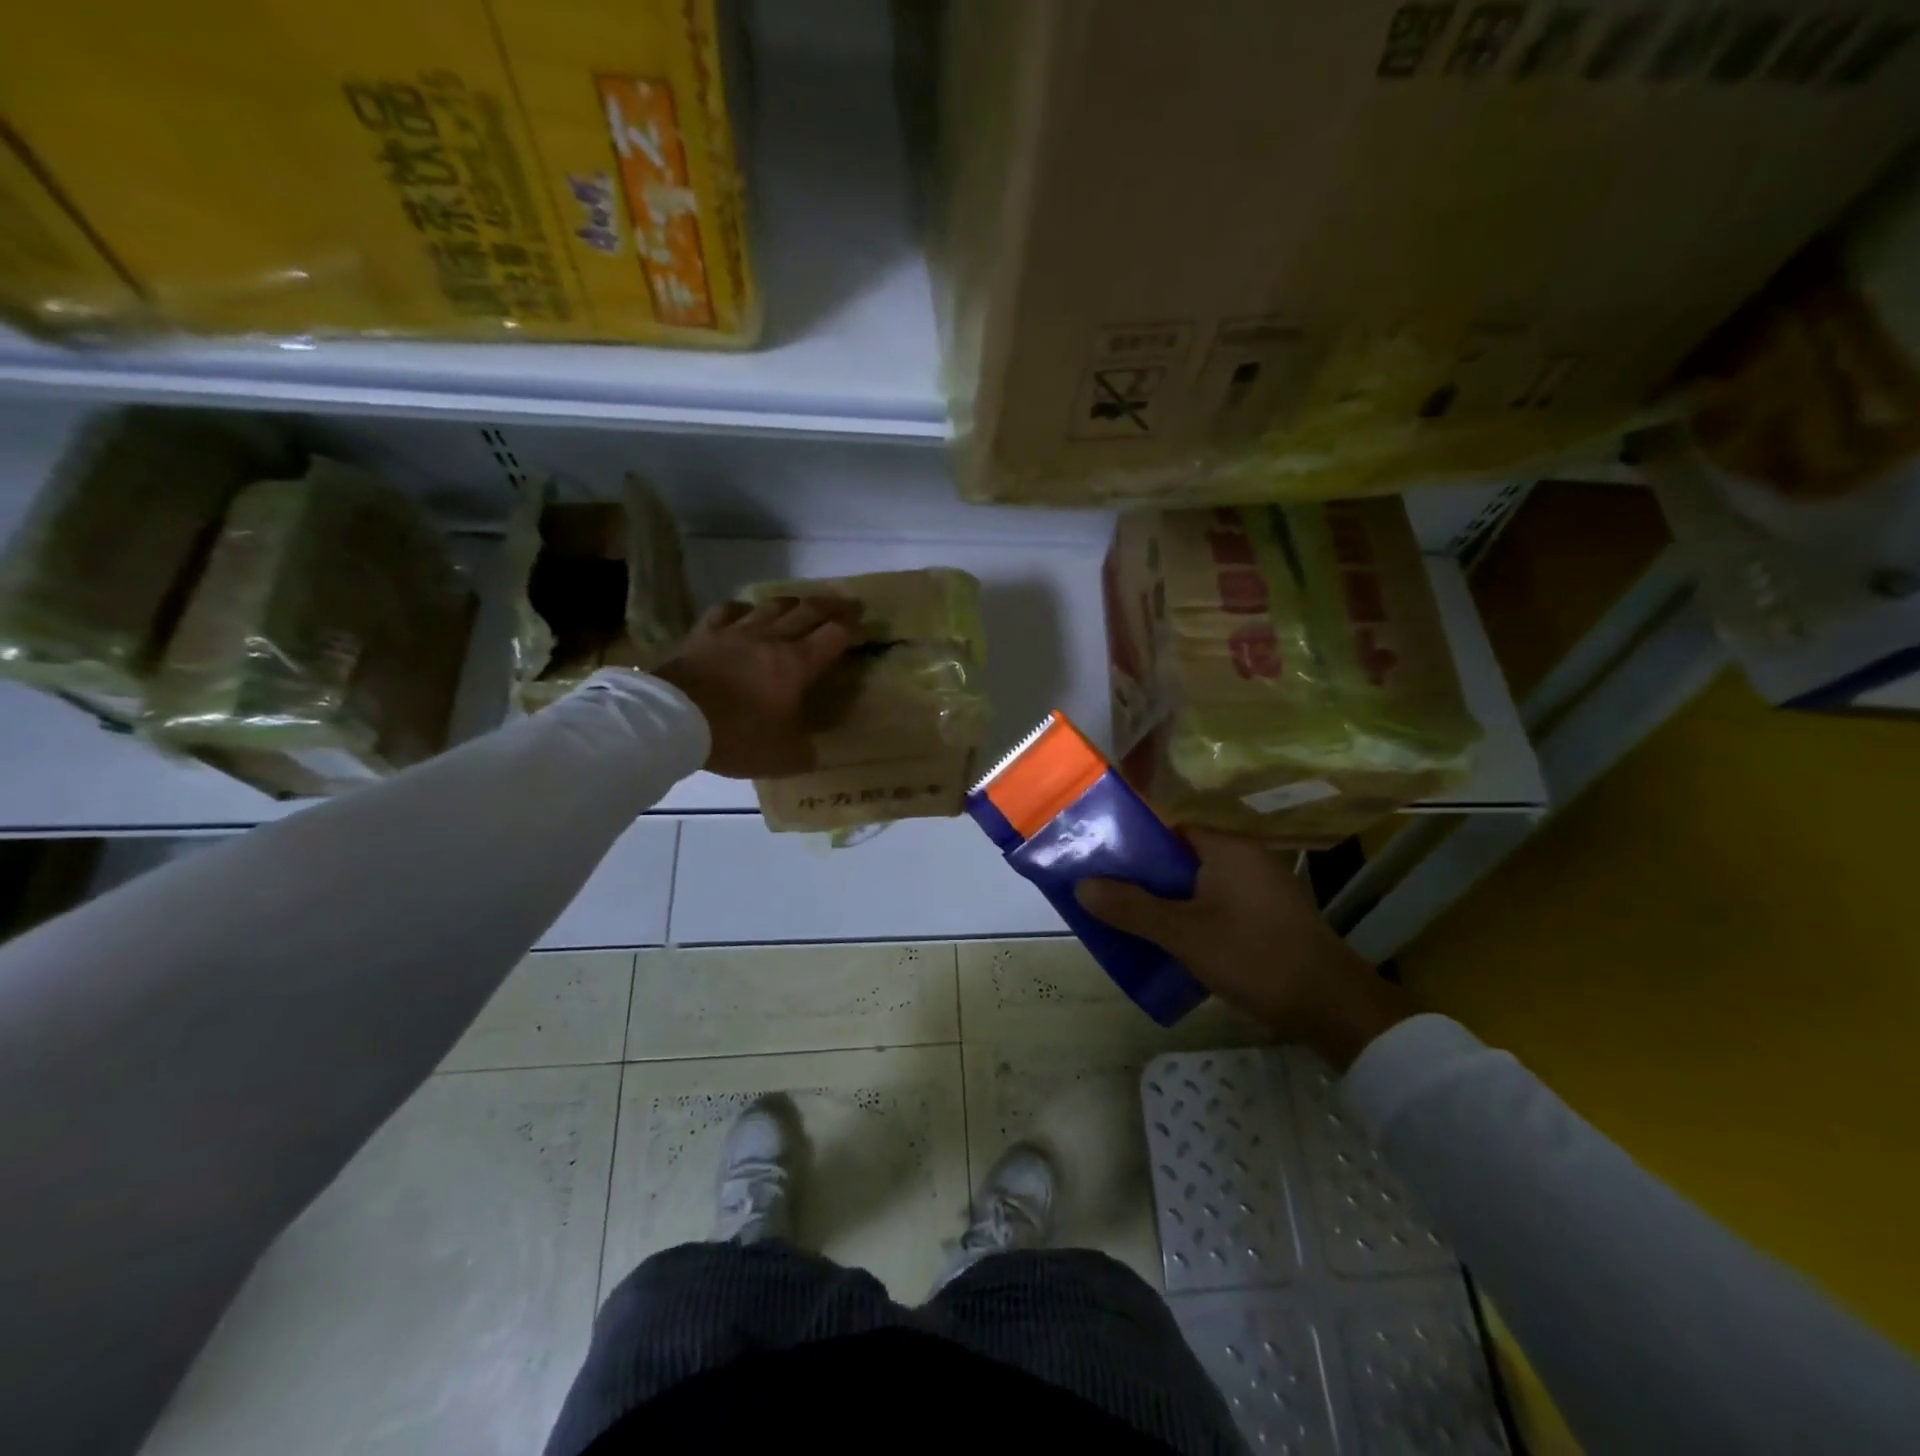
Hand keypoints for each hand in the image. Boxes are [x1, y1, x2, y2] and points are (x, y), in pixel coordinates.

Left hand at [654, 596, 860, 778]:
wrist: (674, 720)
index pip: (835, 635)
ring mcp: (736, 632)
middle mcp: (772, 639)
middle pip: (809, 610)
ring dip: (794, 602)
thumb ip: (805, 751)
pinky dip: (745, 608)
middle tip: (849, 604)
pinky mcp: (705, 634)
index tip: (865, 627)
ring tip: (803, 605)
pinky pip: (729, 610)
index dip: (854, 628)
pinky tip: (748, 612)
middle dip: (834, 606)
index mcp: (797, 664)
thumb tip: (814, 750)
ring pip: (772, 605)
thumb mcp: (783, 757)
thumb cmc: (736, 737)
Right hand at [1075, 827, 1414, 1070]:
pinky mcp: (1265, 913)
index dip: (1130, 839)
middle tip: (1103, 890)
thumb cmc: (1256, 957)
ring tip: (1125, 915)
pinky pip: (1213, 901)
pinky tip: (1167, 937)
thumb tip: (1082, 885)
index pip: (1167, 826)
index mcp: (1225, 847)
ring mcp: (1257, 886)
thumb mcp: (1185, 935)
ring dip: (1163, 897)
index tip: (1097, 856)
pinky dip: (1188, 912)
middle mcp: (1243, 856)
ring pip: (1194, 882)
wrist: (1333, 1007)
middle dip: (1141, 873)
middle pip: (1178, 855)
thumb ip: (1133, 909)